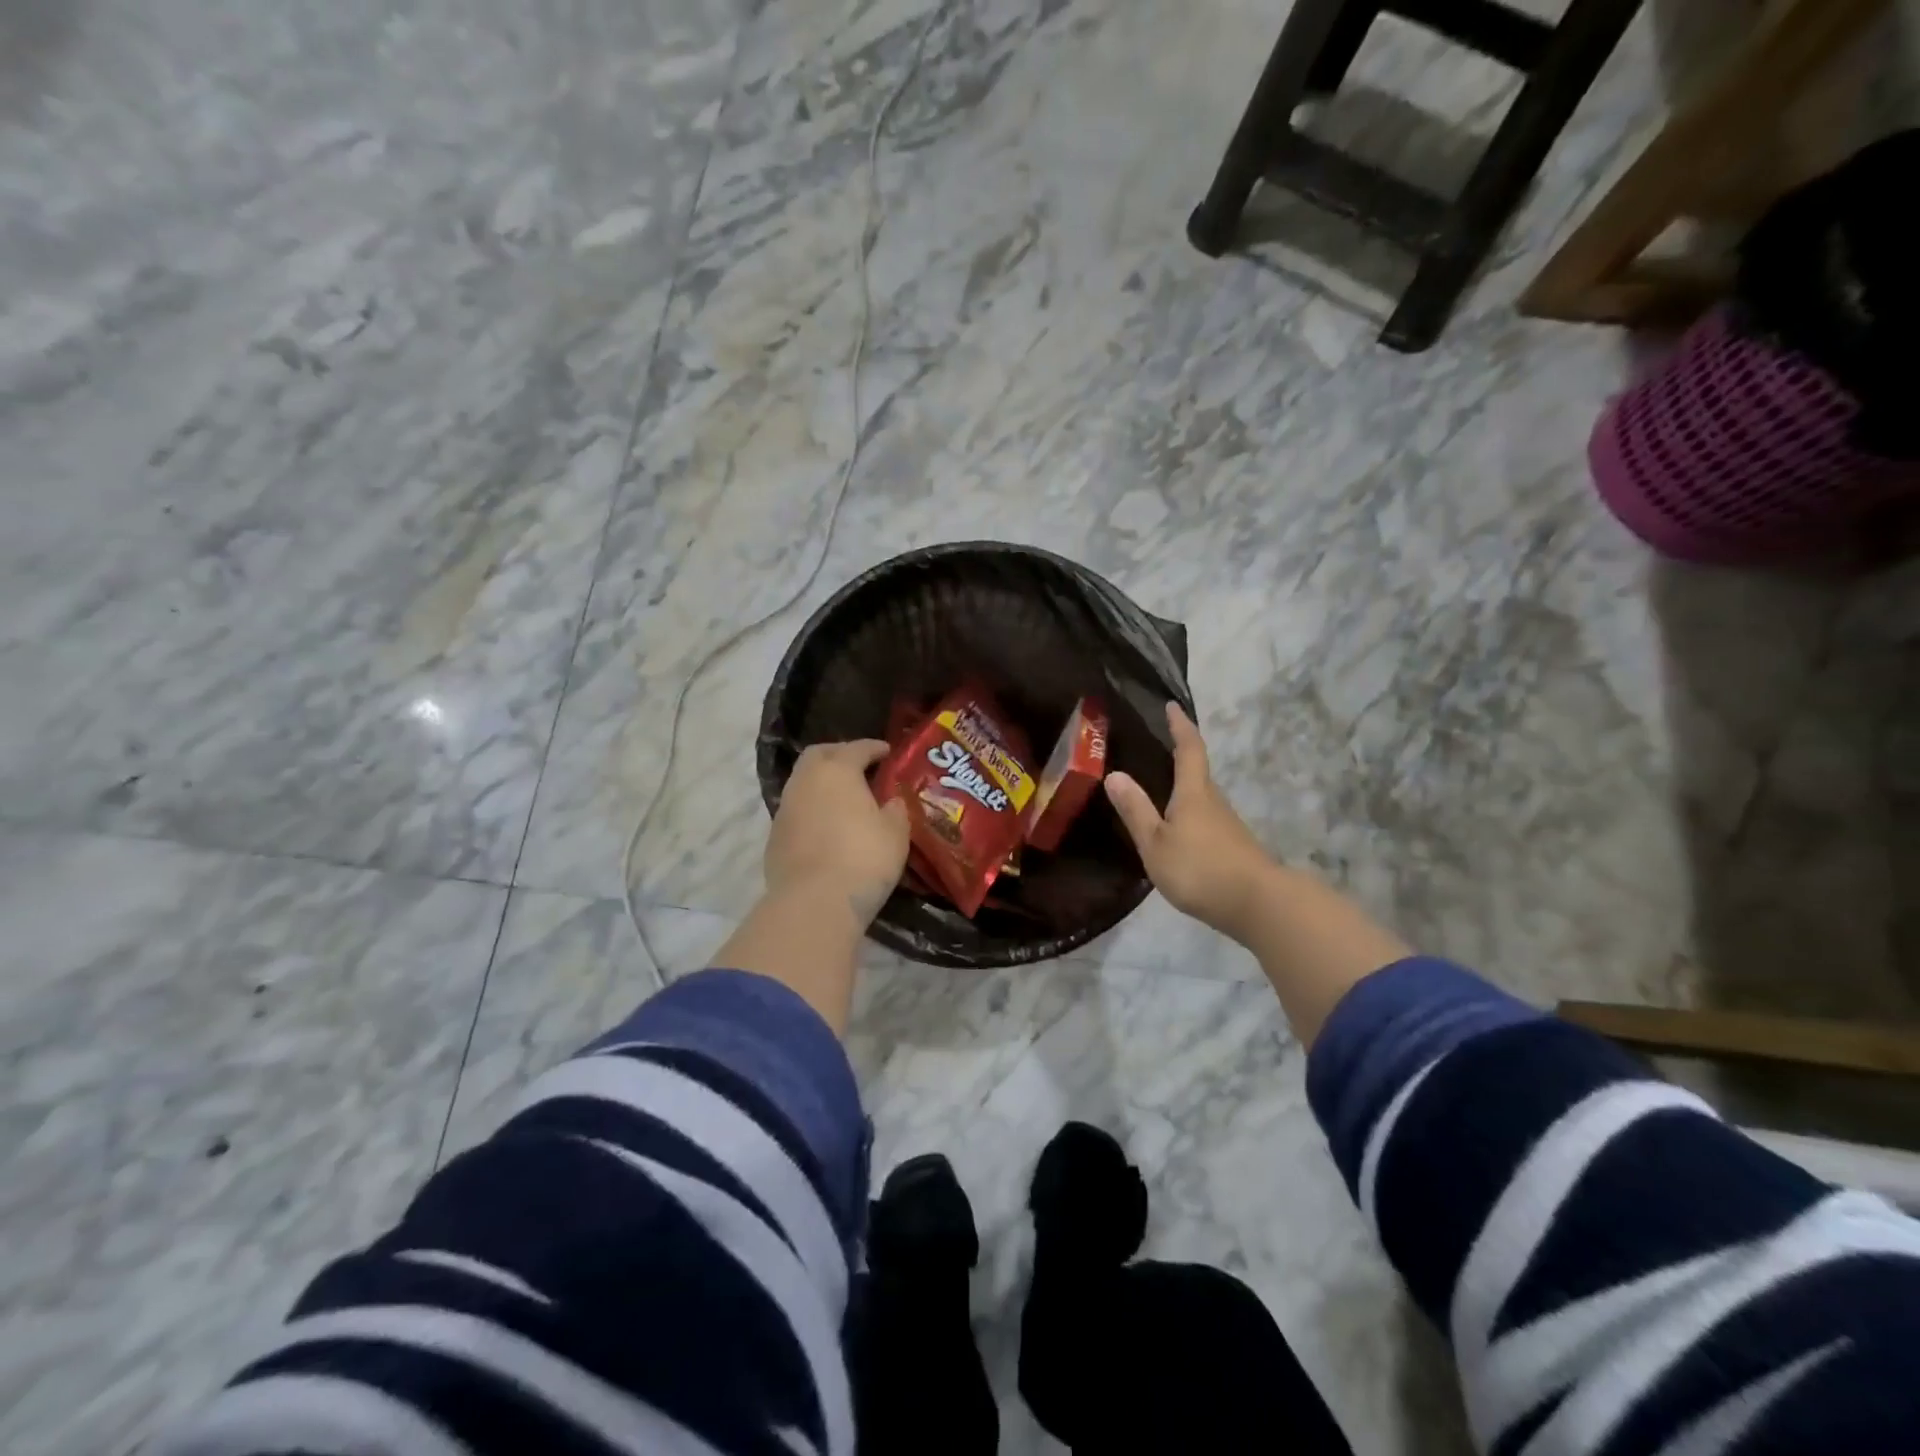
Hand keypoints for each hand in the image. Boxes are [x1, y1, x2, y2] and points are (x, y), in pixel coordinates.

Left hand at [767, 740, 910, 925]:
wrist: (815, 902)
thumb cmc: (864, 858)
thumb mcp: (896, 832)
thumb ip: (895, 809)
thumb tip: (891, 801)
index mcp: (837, 770)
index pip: (857, 748)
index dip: (874, 748)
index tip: (887, 752)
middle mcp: (805, 781)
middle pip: (819, 755)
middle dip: (840, 755)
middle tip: (860, 766)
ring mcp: (785, 809)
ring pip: (803, 783)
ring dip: (823, 784)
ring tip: (844, 798)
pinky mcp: (774, 837)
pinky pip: (796, 811)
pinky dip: (812, 810)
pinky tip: (827, 827)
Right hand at [1106, 704, 1276, 942]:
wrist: (1258, 905)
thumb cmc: (1200, 869)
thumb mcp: (1156, 842)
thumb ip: (1136, 810)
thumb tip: (1115, 773)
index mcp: (1194, 793)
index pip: (1189, 749)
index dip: (1180, 726)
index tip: (1172, 706)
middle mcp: (1214, 802)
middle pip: (1198, 773)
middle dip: (1181, 757)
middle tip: (1157, 750)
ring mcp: (1227, 826)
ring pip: (1203, 798)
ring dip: (1185, 790)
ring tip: (1160, 792)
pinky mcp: (1233, 848)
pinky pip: (1206, 821)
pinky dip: (1190, 816)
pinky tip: (1178, 832)